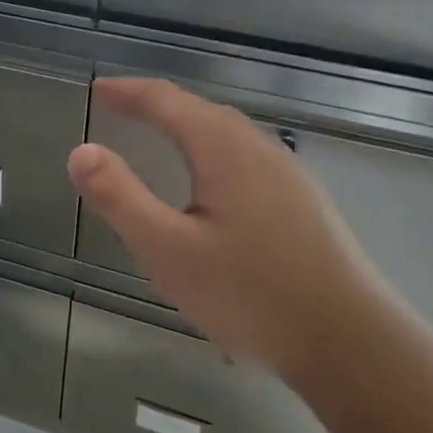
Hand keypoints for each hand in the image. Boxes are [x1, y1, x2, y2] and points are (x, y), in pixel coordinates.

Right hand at [67, 77, 402, 386]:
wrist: (351, 342)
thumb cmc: (250, 293)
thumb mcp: (168, 250)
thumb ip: (120, 198)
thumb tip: (80, 151)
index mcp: (223, 148)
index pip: (166, 101)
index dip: (128, 93)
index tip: (97, 90)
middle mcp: (258, 148)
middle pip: (200, 110)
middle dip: (156, 104)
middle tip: (120, 108)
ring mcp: (287, 174)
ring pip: (227, 133)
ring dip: (187, 124)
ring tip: (159, 135)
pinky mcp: (303, 202)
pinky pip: (245, 156)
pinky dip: (212, 149)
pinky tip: (212, 182)